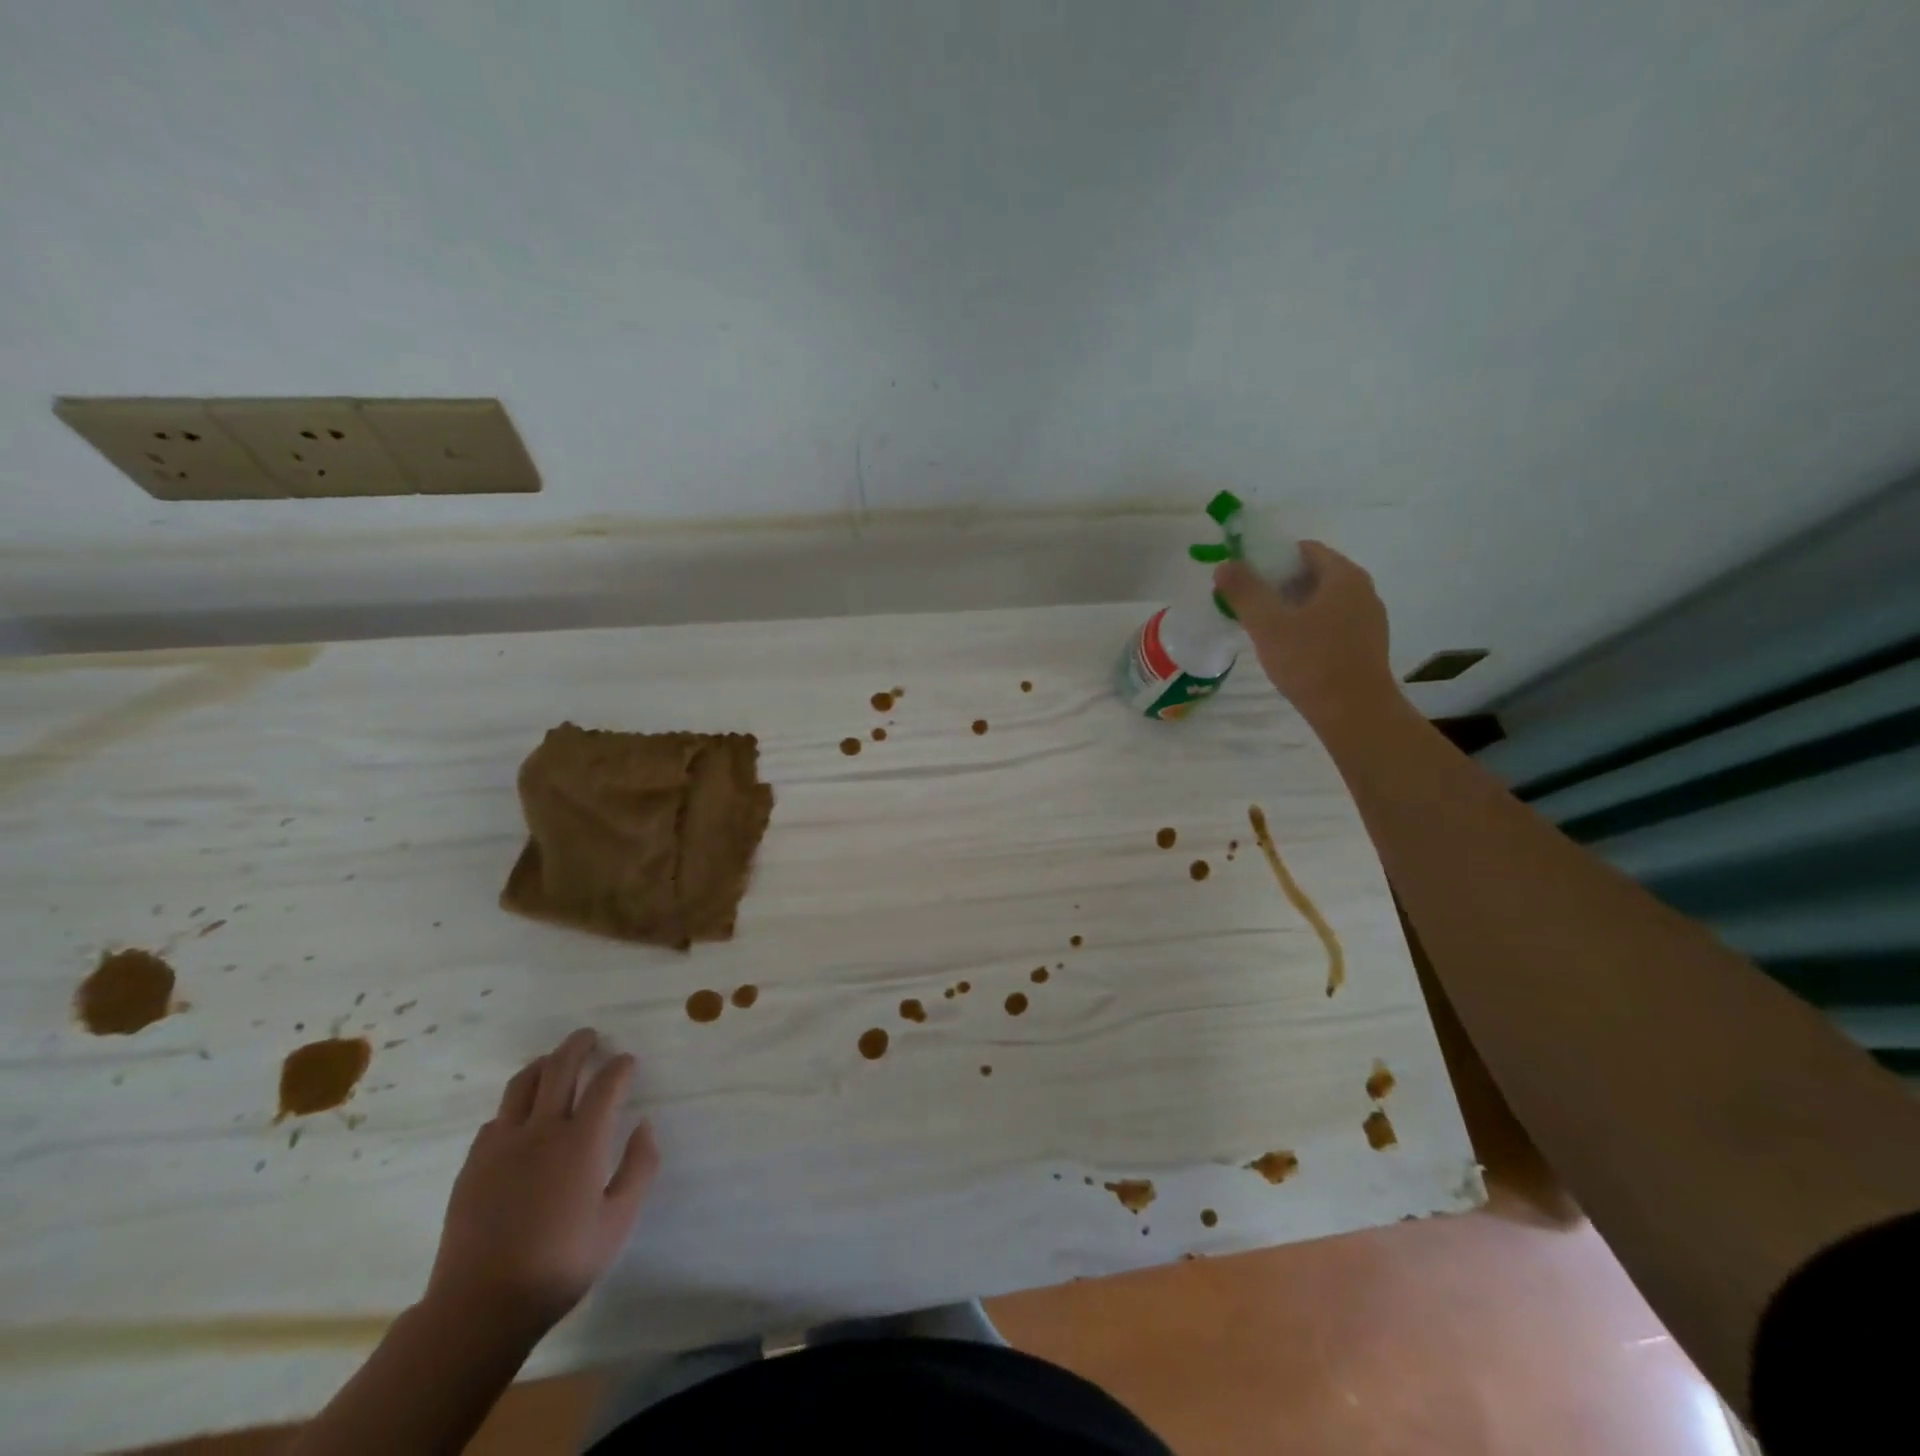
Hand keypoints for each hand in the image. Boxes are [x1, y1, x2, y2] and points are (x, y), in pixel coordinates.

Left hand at [425, 1028, 658, 1336]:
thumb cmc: (561, 1263)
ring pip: (522, 1084)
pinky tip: (520, 1118)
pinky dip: (515, 1106)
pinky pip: (497, 1118)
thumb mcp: (619, 1221)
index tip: (628, 1062)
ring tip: (553, 1061)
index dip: (620, 1066)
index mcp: (582, 1140)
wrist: (480, 1306)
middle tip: (590, 1036)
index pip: (607, 1084)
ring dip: (543, 1065)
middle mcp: (542, 1130)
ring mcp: (502, 1145)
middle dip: (579, 1045)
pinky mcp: (473, 1165)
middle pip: (560, 1067)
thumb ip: (639, 1167)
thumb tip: (645, 1126)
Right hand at [1214, 541, 1399, 725]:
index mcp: (1343, 576)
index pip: (1304, 550)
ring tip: (1264, 630)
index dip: (1271, 559)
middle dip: (1278, 585)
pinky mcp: (1367, 645)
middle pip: (1313, 574)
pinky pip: (1332, 623)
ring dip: (1292, 608)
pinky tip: (1290, 650)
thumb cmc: (1311, 662)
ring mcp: (1369, 619)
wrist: (1355, 713)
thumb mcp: (1268, 624)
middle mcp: (1363, 590)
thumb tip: (1225, 565)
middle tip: (1249, 605)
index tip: (1245, 578)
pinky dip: (1309, 627)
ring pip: (1322, 601)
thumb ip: (1244, 591)